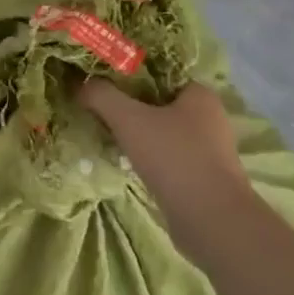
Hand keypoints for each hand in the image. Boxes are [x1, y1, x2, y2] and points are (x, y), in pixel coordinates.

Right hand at [79, 77, 248, 222]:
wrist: (212, 223)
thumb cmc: (175, 158)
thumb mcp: (128, 119)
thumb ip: (101, 95)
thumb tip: (81, 84)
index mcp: (198, 93)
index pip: (157, 71)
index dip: (127, 72)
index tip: (100, 78)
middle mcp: (208, 117)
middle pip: (157, 100)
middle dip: (127, 103)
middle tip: (96, 104)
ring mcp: (207, 149)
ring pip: (161, 129)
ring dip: (135, 131)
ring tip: (104, 131)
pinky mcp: (201, 176)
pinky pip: (166, 155)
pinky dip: (146, 154)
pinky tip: (123, 158)